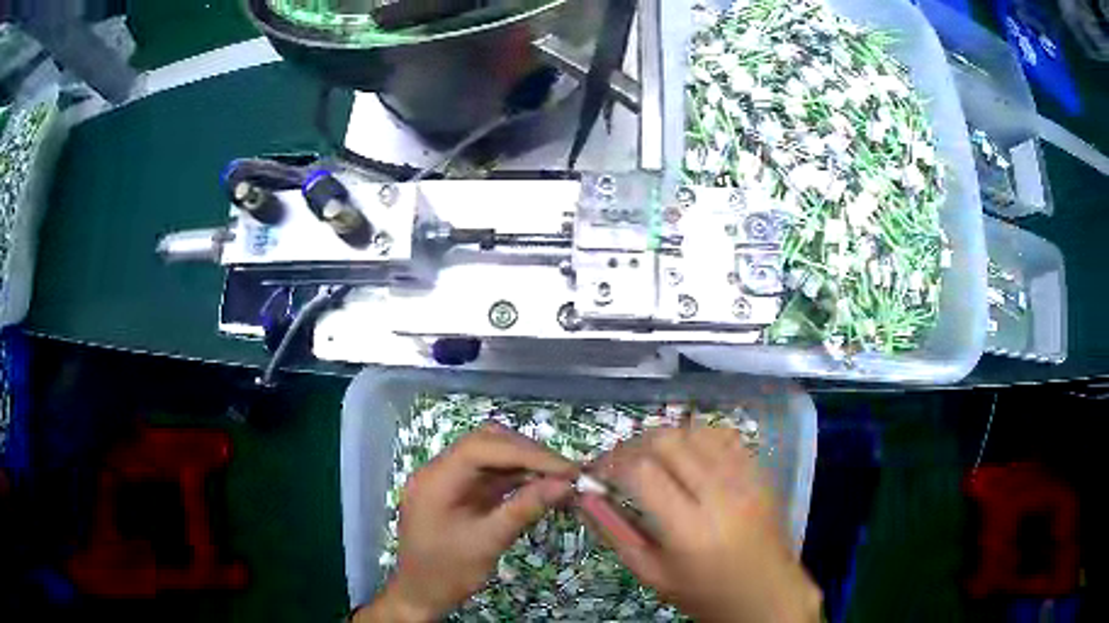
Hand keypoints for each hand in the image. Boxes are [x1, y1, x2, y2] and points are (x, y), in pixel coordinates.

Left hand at [358, 422, 576, 621]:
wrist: (421, 594)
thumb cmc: (448, 572)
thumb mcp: (488, 542)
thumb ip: (524, 508)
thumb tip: (564, 484)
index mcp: (435, 480)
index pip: (482, 448)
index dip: (526, 453)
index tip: (565, 468)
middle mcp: (439, 470)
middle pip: (486, 443)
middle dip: (528, 454)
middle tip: (566, 472)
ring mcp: (448, 480)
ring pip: (491, 456)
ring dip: (526, 464)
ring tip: (561, 478)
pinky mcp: (459, 492)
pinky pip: (490, 474)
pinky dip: (517, 477)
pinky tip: (541, 486)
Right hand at [582, 427, 821, 622]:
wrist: (765, 592)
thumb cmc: (704, 592)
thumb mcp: (651, 573)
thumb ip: (615, 532)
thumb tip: (585, 496)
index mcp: (689, 528)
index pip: (641, 471)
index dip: (611, 463)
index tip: (597, 473)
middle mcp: (719, 494)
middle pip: (666, 441)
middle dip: (632, 446)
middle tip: (619, 464)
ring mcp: (744, 478)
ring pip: (694, 431)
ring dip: (662, 438)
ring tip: (649, 459)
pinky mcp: (758, 472)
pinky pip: (722, 435)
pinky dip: (695, 436)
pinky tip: (685, 456)